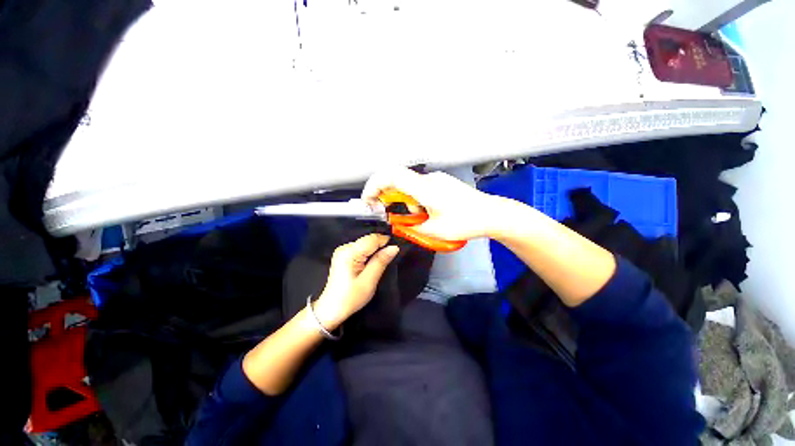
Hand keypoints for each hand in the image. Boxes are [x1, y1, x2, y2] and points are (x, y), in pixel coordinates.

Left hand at [314, 234, 399, 328]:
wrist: (331, 309)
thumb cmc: (350, 298)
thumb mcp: (369, 280)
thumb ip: (381, 261)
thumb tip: (394, 247)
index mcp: (349, 252)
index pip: (372, 239)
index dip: (385, 242)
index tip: (394, 251)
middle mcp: (344, 248)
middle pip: (368, 240)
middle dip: (380, 247)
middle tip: (387, 260)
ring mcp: (343, 251)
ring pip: (366, 243)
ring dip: (375, 250)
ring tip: (378, 264)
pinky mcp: (343, 255)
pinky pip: (361, 248)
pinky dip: (368, 253)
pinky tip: (370, 264)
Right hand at [362, 167, 498, 240]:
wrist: (492, 214)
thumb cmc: (465, 222)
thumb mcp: (434, 230)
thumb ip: (411, 226)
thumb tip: (398, 222)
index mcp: (424, 189)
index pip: (390, 176)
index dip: (374, 185)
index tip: (369, 199)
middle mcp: (428, 179)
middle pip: (397, 180)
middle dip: (387, 196)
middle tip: (388, 212)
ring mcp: (436, 180)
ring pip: (409, 186)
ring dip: (404, 201)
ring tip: (416, 218)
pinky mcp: (441, 183)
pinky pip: (420, 188)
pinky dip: (414, 200)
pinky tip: (426, 212)